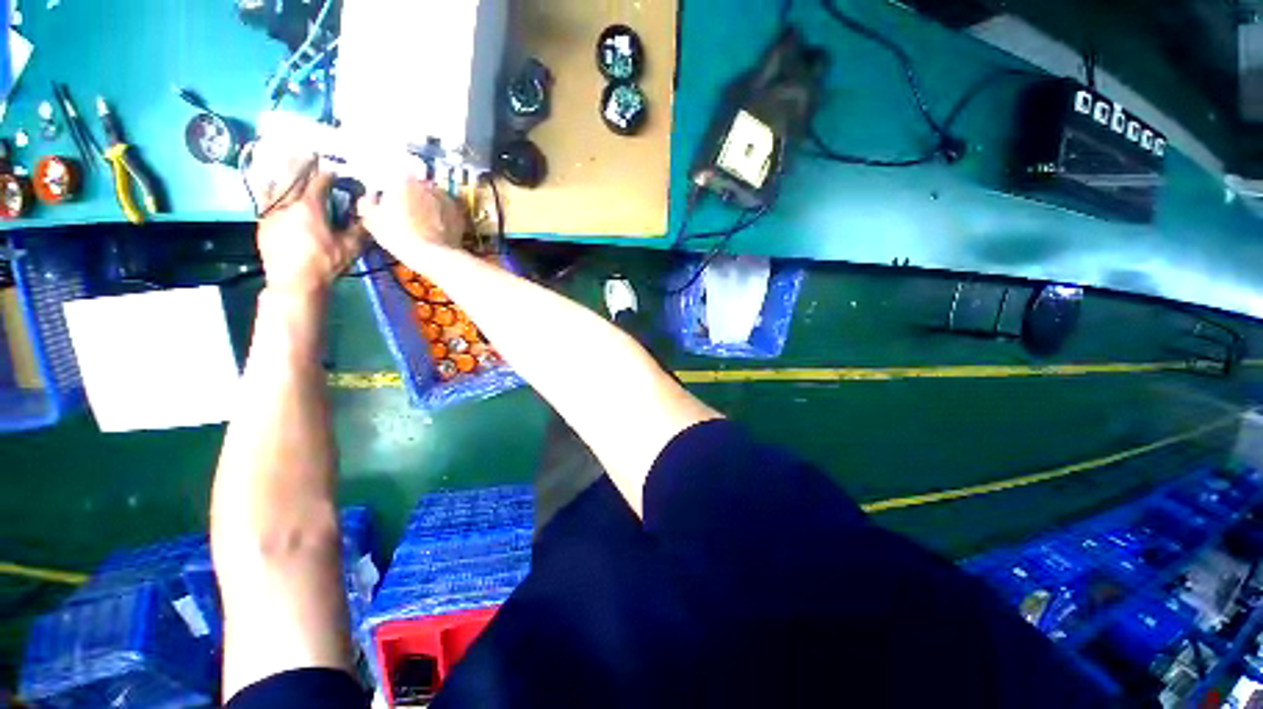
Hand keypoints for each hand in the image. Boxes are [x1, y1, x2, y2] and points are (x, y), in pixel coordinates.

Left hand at [256, 155, 364, 295]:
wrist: (295, 282)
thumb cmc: (326, 264)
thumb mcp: (350, 248)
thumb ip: (358, 228)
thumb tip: (368, 214)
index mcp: (310, 207)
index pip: (319, 183)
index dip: (328, 174)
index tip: (334, 168)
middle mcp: (288, 204)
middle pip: (294, 177)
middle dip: (302, 164)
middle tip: (307, 152)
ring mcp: (272, 212)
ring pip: (275, 185)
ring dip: (281, 172)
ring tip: (283, 159)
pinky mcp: (263, 223)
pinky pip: (264, 199)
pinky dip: (268, 189)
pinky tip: (269, 184)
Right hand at [356, 178, 466, 257]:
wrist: (433, 254)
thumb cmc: (398, 235)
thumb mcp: (372, 220)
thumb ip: (368, 203)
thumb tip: (369, 197)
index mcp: (402, 179)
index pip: (395, 172)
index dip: (392, 185)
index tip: (390, 196)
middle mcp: (426, 183)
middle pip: (416, 184)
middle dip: (411, 195)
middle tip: (406, 211)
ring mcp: (445, 198)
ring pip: (432, 197)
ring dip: (428, 204)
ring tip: (423, 221)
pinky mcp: (458, 212)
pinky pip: (447, 210)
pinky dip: (442, 215)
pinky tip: (437, 228)